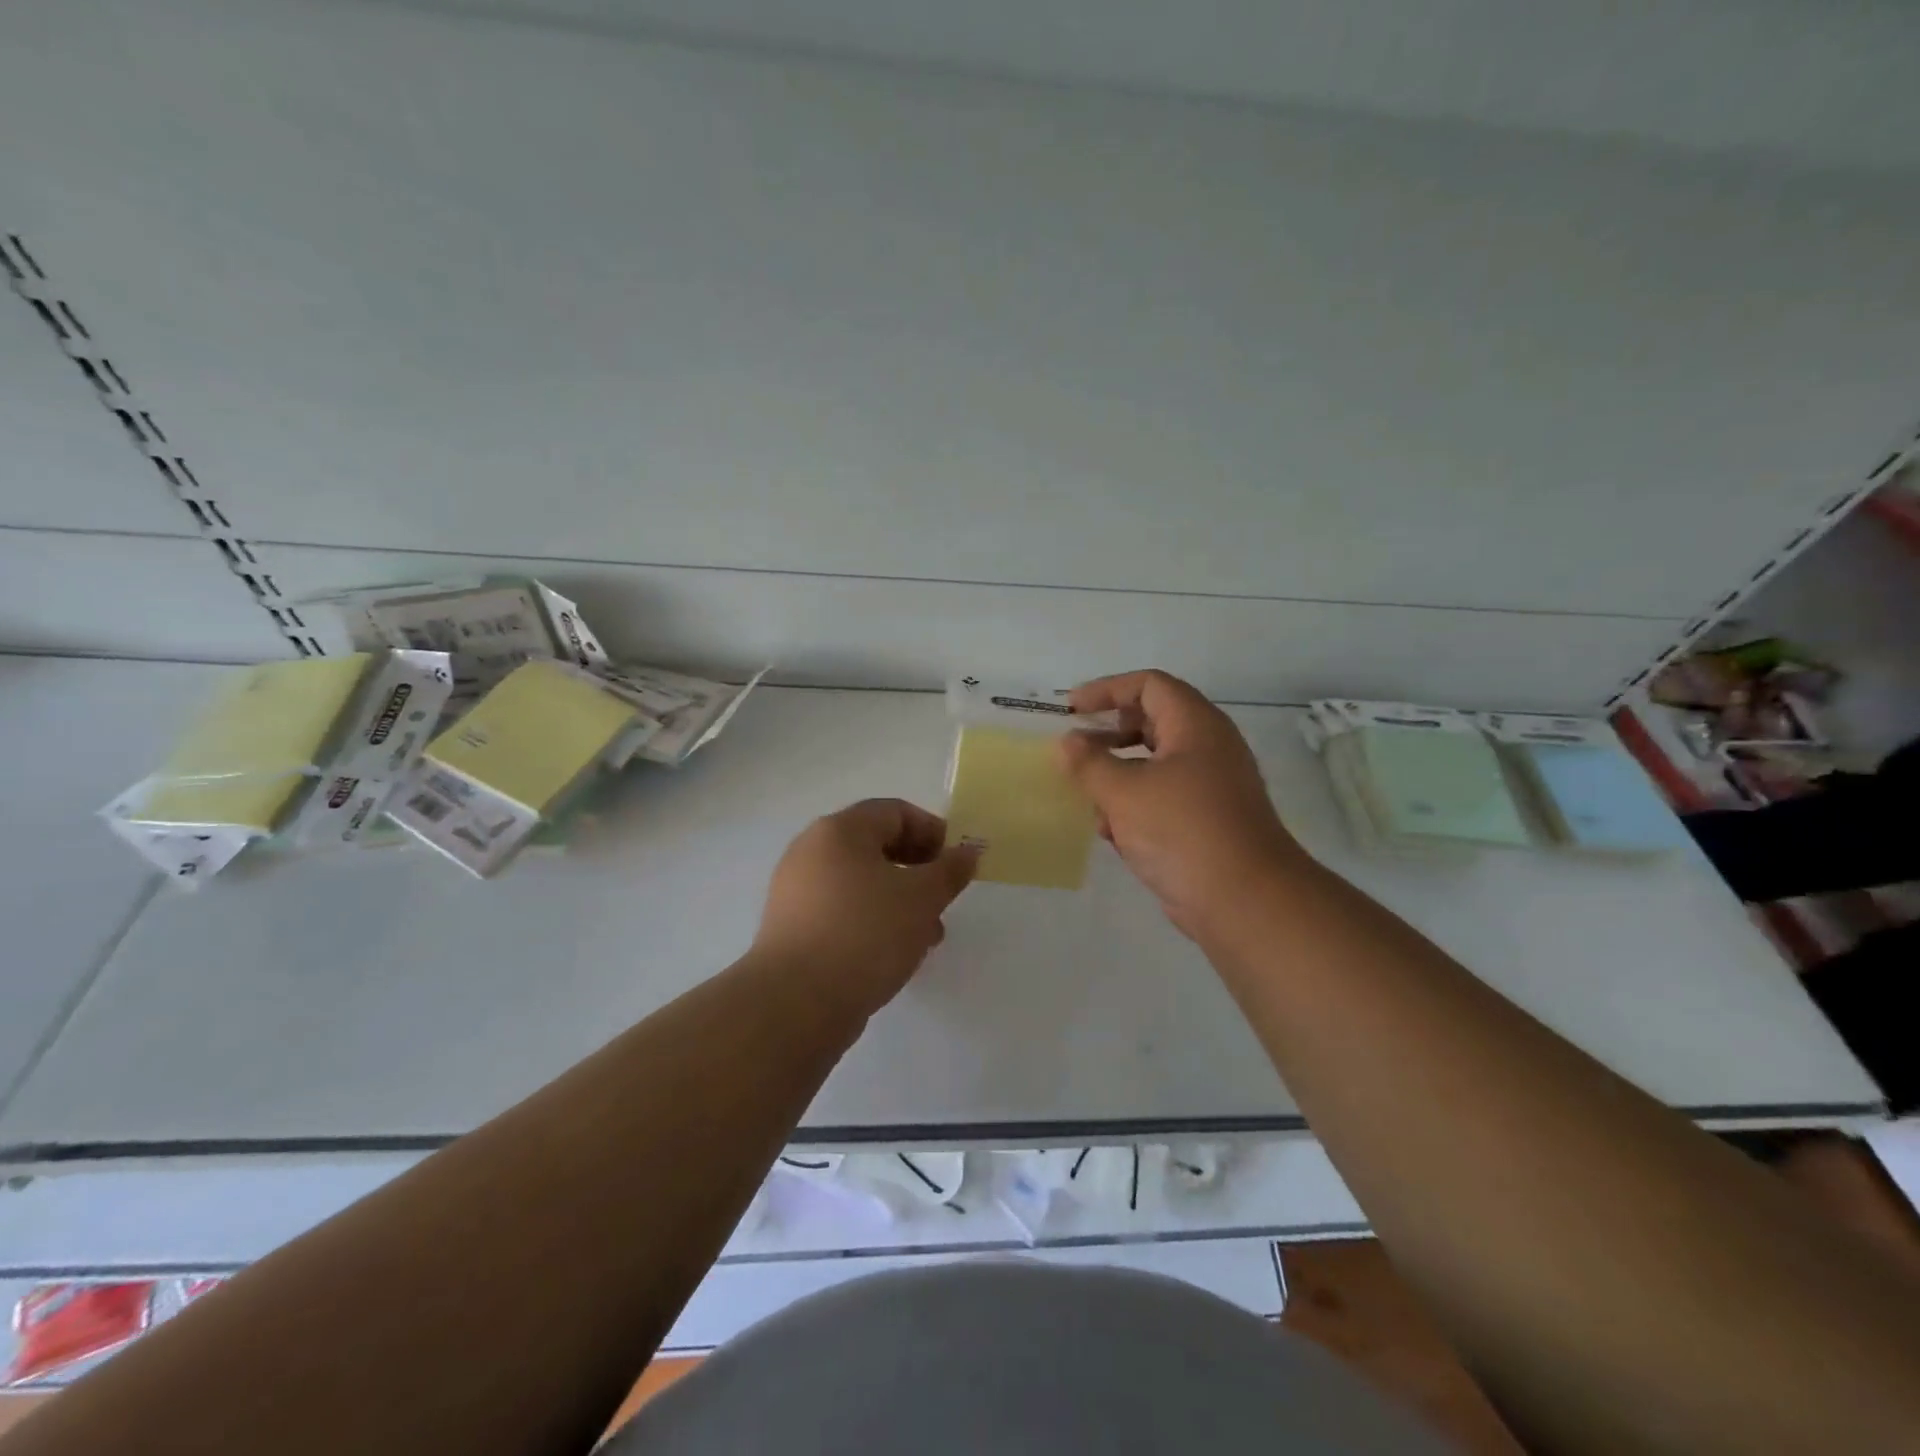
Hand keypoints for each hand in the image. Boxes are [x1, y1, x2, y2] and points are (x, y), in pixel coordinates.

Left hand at [753, 798, 979, 1019]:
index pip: (895, 812)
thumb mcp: (922, 898)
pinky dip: (871, 920)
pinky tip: (891, 953)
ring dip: (898, 900)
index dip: (933, 832)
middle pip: (876, 845)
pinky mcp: (792, 926)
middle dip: (918, 870)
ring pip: (861, 882)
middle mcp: (811, 850)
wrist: (796, 1002)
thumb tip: (967, 851)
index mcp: (839, 830)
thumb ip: (950, 870)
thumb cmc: (866, 933)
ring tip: (925, 937)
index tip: (956, 865)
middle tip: (942, 900)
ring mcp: (796, 889)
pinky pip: (841, 910)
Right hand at [1057, 670, 1302, 938]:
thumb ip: (1089, 763)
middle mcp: (1209, 748)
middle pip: (1153, 722)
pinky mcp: (1208, 822)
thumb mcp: (1124, 792)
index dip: (1107, 689)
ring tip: (1089, 798)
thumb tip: (1067, 743)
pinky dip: (1136, 806)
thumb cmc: (1182, 830)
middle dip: (1110, 735)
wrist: (1244, 900)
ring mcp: (1212, 787)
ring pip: (1156, 765)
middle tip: (1077, 750)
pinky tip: (1113, 833)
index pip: (1150, 685)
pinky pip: (1164, 799)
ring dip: (1118, 776)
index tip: (1072, 708)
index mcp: (1196, 726)